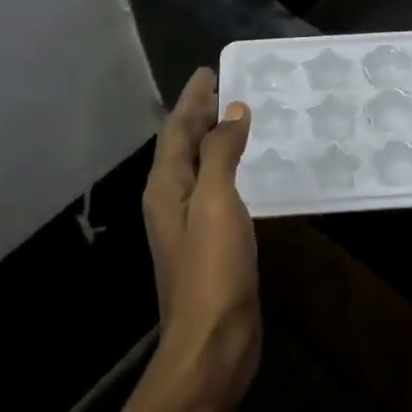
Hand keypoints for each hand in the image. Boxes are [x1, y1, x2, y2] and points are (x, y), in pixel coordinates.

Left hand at [142, 69, 257, 404]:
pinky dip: (228, 169)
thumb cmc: (212, 268)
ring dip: (213, 140)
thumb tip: (232, 112)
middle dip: (199, 115)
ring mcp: (188, 224)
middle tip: (222, 87)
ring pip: (199, 168)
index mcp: (165, 187)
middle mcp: (170, 201)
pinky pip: (216, 190)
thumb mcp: (216, 202)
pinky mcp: (210, 243)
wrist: (212, 340)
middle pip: (182, 146)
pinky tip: (246, 171)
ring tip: (235, 119)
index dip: (192, 100)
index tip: (208, 72)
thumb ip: (221, 154)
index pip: (175, 130)